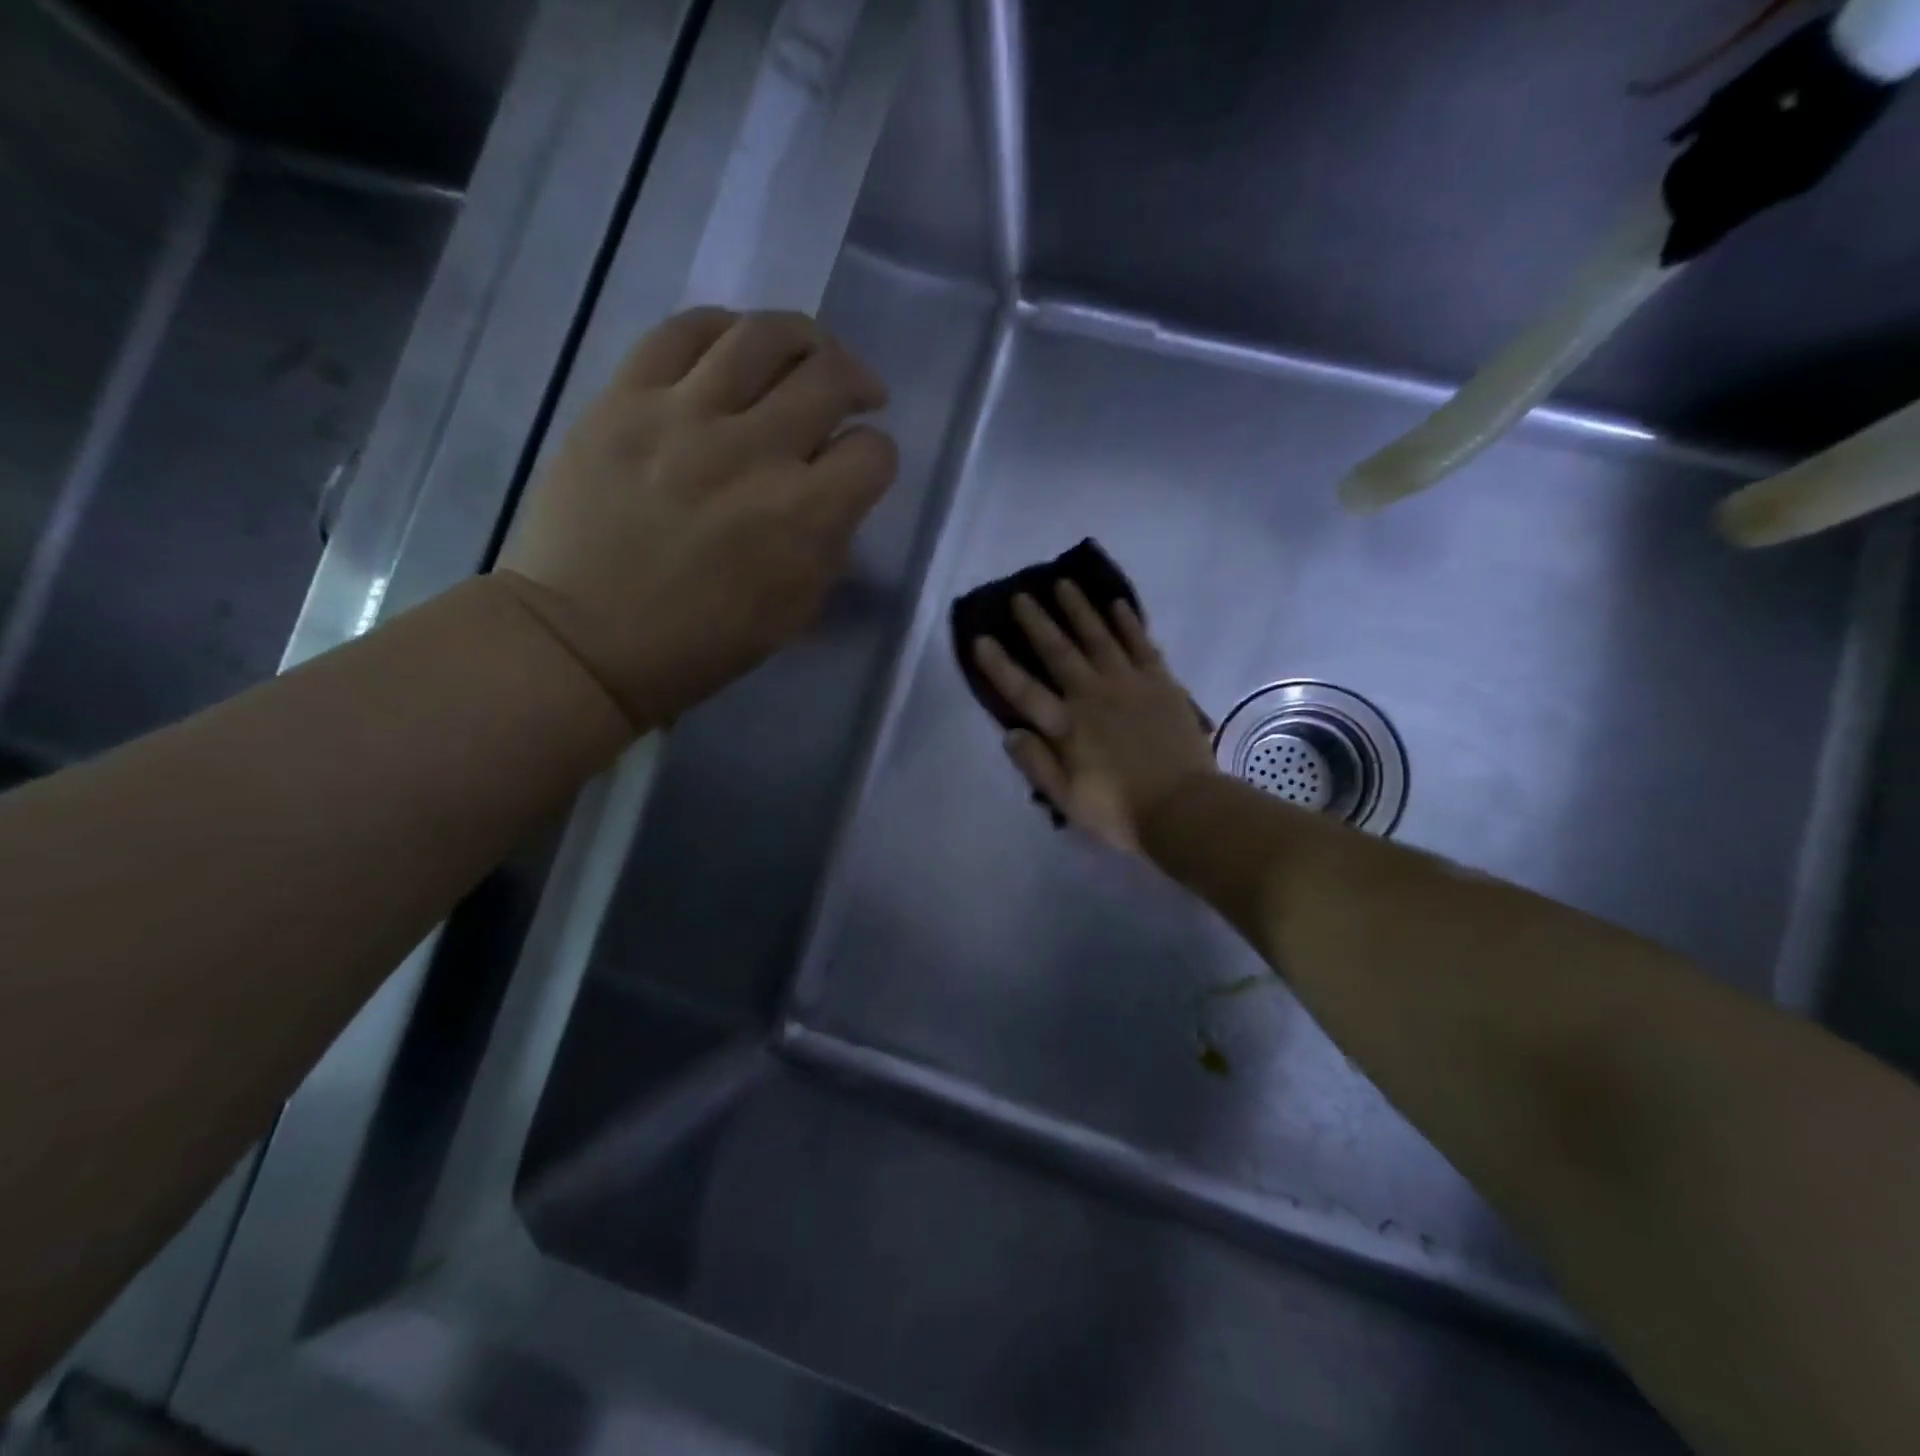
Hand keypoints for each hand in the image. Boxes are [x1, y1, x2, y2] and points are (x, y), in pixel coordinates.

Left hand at [497, 307, 897, 729]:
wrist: (585, 639)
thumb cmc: (700, 644)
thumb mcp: (793, 613)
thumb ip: (829, 546)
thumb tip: (836, 497)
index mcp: (803, 516)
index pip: (872, 453)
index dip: (878, 455)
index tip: (862, 466)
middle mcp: (754, 451)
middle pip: (830, 377)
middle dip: (857, 382)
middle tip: (856, 393)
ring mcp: (684, 415)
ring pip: (763, 335)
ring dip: (804, 339)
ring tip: (805, 354)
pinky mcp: (624, 398)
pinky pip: (684, 331)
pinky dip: (724, 329)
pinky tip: (735, 345)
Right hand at [972, 583, 1217, 852]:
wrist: (1184, 808)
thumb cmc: (1120, 811)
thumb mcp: (1067, 800)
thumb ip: (1037, 764)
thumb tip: (1010, 732)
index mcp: (1066, 726)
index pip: (1023, 690)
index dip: (999, 666)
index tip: (980, 639)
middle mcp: (1093, 695)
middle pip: (1059, 651)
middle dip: (1037, 622)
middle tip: (1021, 595)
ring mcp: (1129, 684)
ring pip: (1098, 637)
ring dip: (1079, 609)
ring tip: (1064, 583)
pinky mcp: (1160, 682)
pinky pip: (1140, 644)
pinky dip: (1128, 622)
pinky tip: (1117, 604)